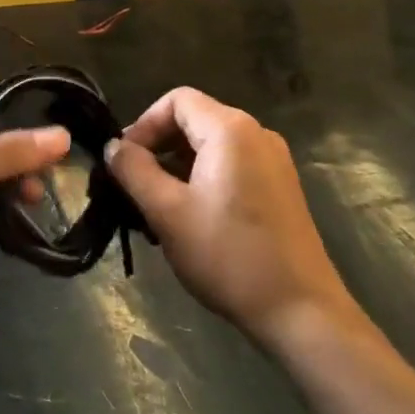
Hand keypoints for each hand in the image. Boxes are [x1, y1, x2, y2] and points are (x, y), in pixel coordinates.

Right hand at [106, 87, 356, 347]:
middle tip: (134, 187)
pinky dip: (203, 180)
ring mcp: (273, 161)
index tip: (125, 161)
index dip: (143, 124)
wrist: (302, 313)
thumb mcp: (167, 213)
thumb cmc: (229, 256)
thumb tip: (113, 146)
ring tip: (157, 209)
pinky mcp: (280, 188)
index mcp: (231, 130)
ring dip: (177, 168)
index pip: (176, 100)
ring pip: (211, 147)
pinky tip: (190, 219)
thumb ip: (134, 171)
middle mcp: (256, 134)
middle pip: (194, 121)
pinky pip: (231, 166)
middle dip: (158, 148)